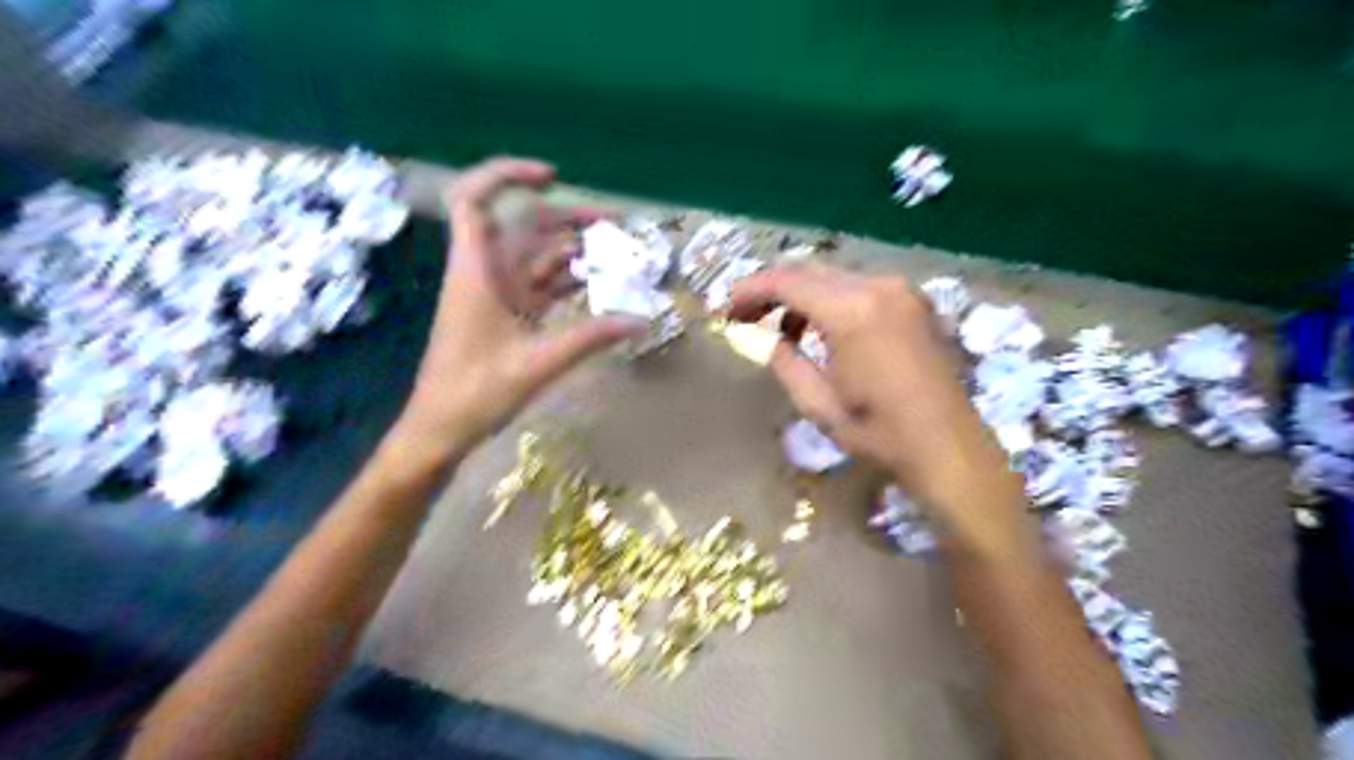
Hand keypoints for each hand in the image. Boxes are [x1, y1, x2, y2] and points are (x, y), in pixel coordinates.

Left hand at [394, 157, 642, 457]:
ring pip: (537, 257)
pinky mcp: (508, 315)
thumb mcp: (538, 364)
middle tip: (616, 224)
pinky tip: (598, 284)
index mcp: (477, 271)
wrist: (442, 427)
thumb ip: (591, 339)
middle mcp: (486, 273)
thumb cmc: (475, 392)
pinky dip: (568, 281)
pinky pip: (541, 286)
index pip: (475, 200)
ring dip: (574, 251)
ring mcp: (498, 294)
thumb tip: (641, 321)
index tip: (553, 178)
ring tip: (619, 252)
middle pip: (524, 227)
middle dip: (568, 218)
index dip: (507, 175)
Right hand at [731, 265, 1028, 536]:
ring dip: (804, 296)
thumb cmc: (879, 433)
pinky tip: (825, 331)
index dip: (750, 290)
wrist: (949, 447)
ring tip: (784, 332)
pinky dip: (834, 301)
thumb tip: (765, 338)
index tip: (727, 309)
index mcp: (851, 311)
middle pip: (811, 271)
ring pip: (836, 277)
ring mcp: (903, 291)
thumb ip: (784, 361)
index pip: (787, 281)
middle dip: (774, 290)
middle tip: (747, 316)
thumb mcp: (818, 404)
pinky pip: (862, 288)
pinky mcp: (916, 302)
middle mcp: (879, 286)